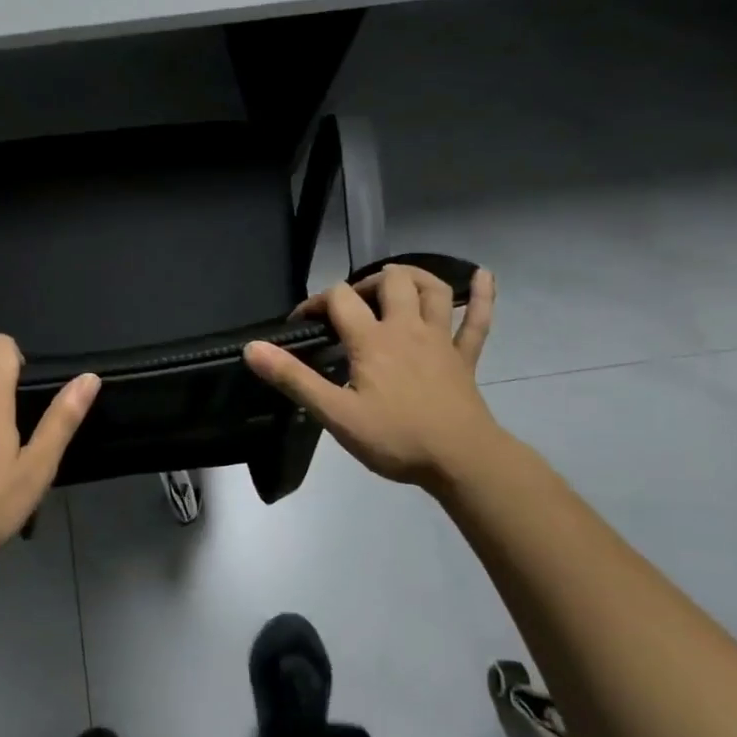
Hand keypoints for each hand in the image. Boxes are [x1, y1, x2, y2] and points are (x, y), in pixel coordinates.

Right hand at [244, 265, 500, 487]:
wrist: (461, 461)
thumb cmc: (395, 438)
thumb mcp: (335, 413)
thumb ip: (294, 379)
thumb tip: (252, 348)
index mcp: (372, 340)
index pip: (339, 299)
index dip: (316, 302)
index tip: (302, 324)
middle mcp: (407, 328)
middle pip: (390, 282)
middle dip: (366, 284)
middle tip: (352, 307)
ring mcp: (441, 340)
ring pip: (433, 291)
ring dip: (414, 278)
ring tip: (397, 282)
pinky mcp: (465, 358)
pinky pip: (478, 321)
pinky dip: (482, 296)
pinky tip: (483, 276)